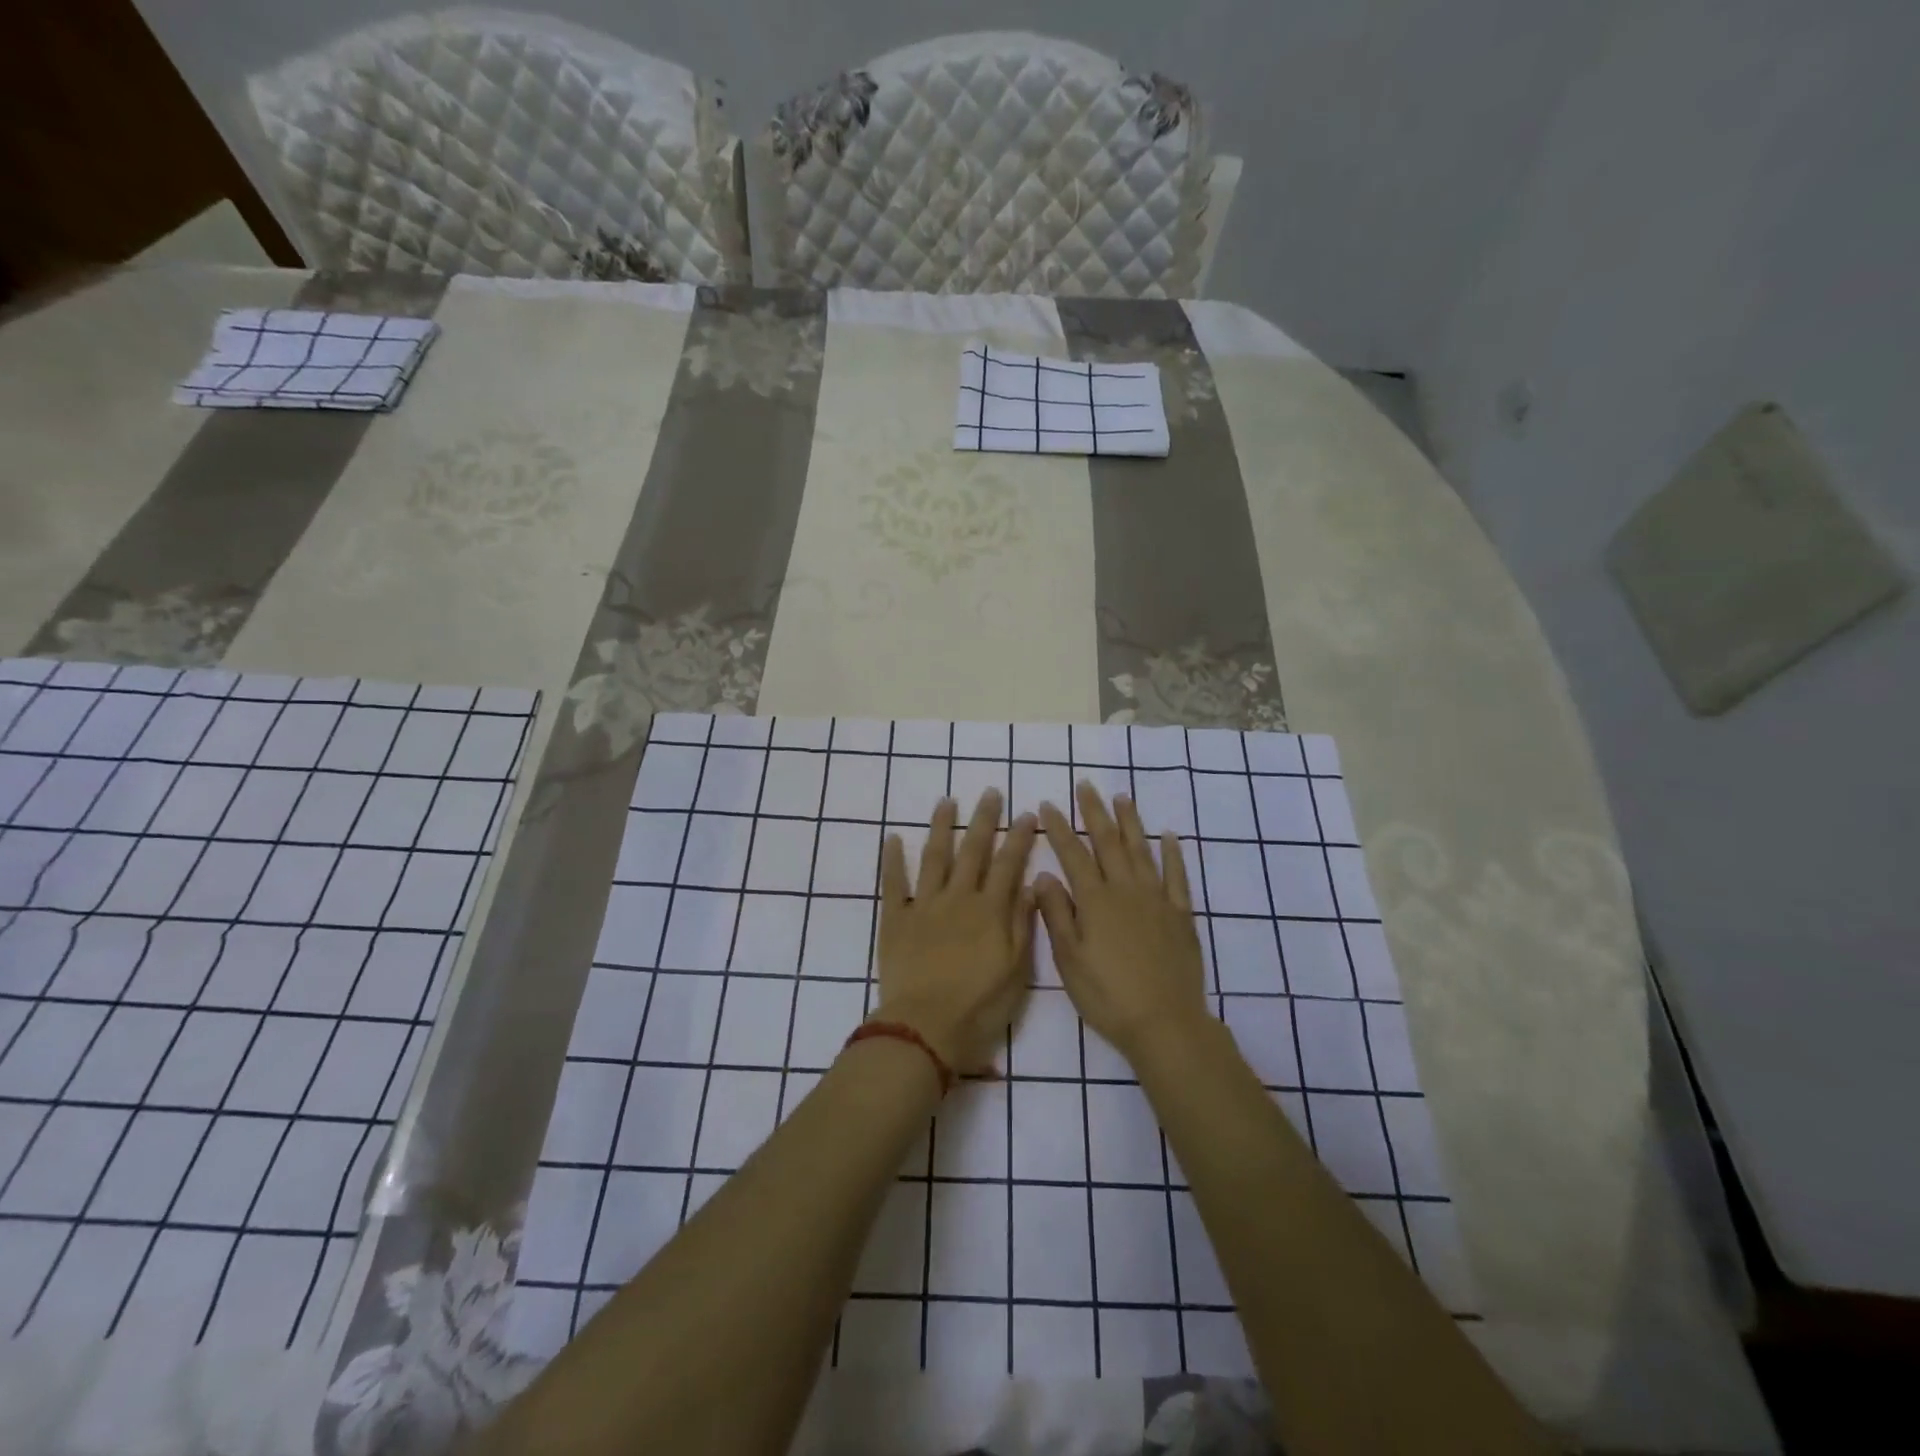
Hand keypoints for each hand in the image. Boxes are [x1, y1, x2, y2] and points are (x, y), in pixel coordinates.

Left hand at [875, 791, 1037, 1075]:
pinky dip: (892, 860)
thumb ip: (1022, 924)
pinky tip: (892, 838)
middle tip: (991, 792)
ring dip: (941, 827)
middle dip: (984, 819)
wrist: (925, 1028)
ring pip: (934, 857)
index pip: (1008, 864)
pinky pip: (893, 883)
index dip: (1019, 837)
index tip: (1027, 813)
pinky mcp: (895, 919)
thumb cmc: (980, 1006)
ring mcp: (924, 906)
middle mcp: (958, 898)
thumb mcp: (1017, 970)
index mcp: (990, 911)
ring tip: (946, 802)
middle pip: (973, 850)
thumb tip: (1030, 884)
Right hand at [1034, 783, 1211, 1060]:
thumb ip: (1056, 915)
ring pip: (1142, 850)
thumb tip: (1043, 876)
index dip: (1059, 828)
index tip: (1048, 805)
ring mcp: (1157, 899)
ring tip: (1122, 797)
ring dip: (1130, 822)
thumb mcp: (1069, 960)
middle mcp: (1125, 890)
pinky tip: (1170, 836)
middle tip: (1086, 785)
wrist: (1165, 1022)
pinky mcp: (1181, 915)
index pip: (1072, 854)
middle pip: (1108, 842)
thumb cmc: (1107, 995)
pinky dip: (1173, 854)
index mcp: (1094, 901)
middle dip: (1094, 812)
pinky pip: (1177, 876)